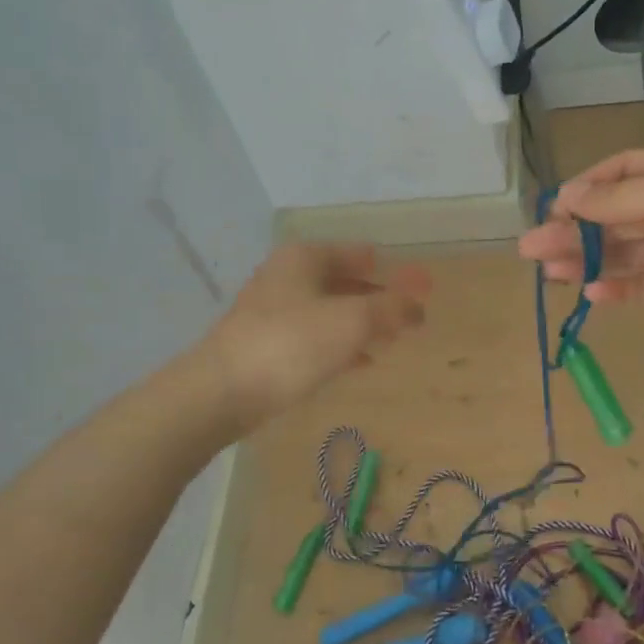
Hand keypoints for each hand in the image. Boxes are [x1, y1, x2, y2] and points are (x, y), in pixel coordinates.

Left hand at [203, 242, 430, 426]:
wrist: (224, 390)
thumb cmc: (293, 343)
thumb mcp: (354, 321)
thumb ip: (392, 309)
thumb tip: (420, 303)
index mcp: (304, 258)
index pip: (358, 253)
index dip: (390, 269)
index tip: (417, 287)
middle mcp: (286, 277)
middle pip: (343, 281)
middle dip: (375, 298)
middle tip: (407, 317)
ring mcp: (272, 312)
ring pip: (328, 311)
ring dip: (359, 324)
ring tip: (390, 341)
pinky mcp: (266, 345)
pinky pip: (314, 338)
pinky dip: (339, 345)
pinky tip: (359, 363)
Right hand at [518, 146, 643, 338]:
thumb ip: (618, 200)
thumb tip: (567, 199)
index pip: (621, 173)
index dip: (585, 190)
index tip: (552, 211)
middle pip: (615, 218)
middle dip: (574, 232)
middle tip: (531, 249)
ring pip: (625, 254)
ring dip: (588, 261)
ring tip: (549, 273)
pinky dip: (619, 290)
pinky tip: (591, 294)